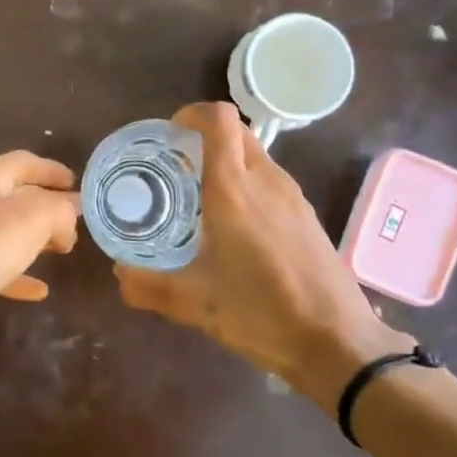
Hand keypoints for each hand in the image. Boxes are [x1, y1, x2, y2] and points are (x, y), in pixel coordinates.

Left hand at [0, 151, 80, 311]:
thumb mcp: (32, 219)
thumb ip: (59, 210)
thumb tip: (69, 214)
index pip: (26, 163)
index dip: (54, 171)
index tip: (79, 185)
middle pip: (15, 195)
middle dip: (47, 207)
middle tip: (75, 224)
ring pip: (4, 231)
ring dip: (33, 240)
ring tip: (62, 252)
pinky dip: (16, 273)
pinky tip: (38, 291)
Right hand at [115, 103, 415, 409]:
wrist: (338, 342)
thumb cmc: (262, 314)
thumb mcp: (196, 305)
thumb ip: (149, 287)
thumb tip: (118, 274)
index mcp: (233, 191)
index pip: (219, 120)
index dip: (192, 114)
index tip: (170, 135)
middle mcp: (266, 181)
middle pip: (238, 131)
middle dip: (206, 137)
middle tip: (177, 167)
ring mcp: (293, 196)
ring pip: (256, 155)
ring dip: (228, 161)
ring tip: (201, 198)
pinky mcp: (307, 215)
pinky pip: (271, 180)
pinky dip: (248, 183)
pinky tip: (236, 226)